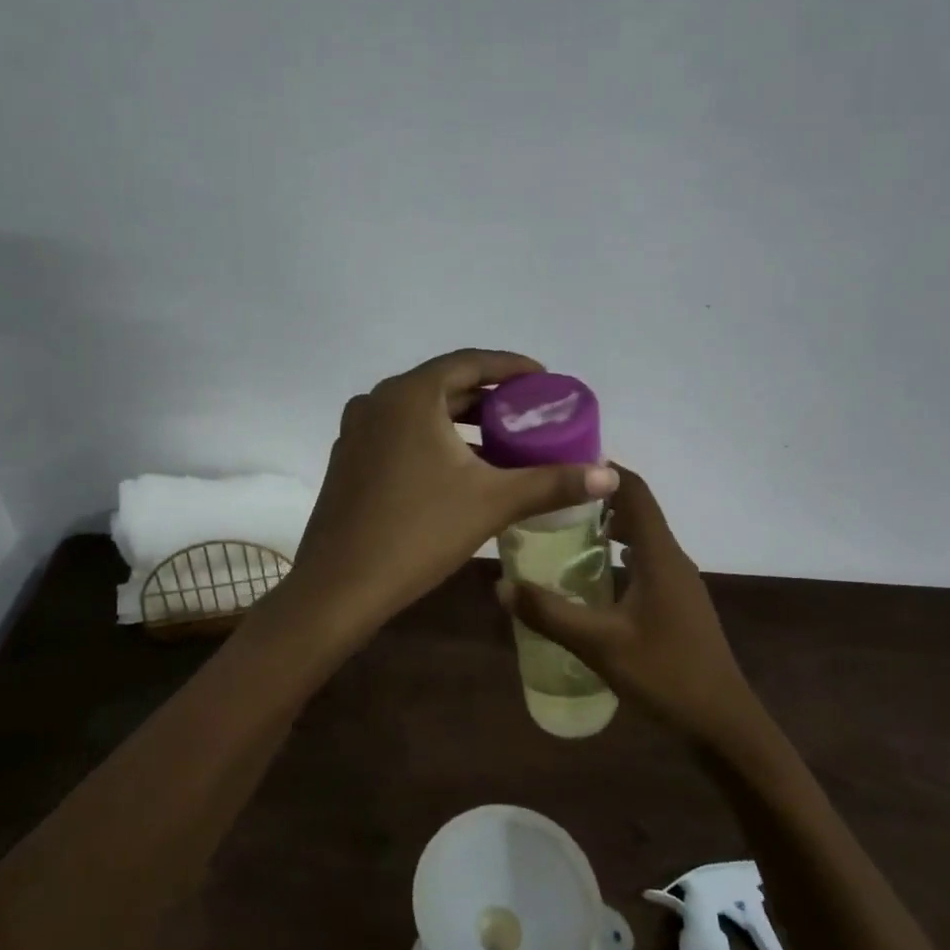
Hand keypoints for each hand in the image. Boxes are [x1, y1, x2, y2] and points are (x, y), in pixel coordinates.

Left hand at [285, 350, 618, 640]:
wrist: (339, 587)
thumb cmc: (417, 533)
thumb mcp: (492, 503)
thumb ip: (552, 483)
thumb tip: (610, 476)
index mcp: (410, 395)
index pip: (469, 362)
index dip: (511, 367)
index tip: (545, 379)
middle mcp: (377, 401)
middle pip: (444, 385)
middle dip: (489, 396)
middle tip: (529, 412)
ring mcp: (356, 431)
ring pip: (420, 412)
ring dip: (462, 421)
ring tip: (503, 440)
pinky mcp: (348, 460)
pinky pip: (400, 434)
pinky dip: (434, 440)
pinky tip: (460, 469)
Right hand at [496, 466, 768, 749]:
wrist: (722, 723)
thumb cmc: (665, 674)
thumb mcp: (599, 644)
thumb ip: (549, 613)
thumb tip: (501, 585)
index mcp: (659, 554)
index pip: (634, 489)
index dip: (602, 470)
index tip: (561, 465)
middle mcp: (672, 559)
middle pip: (636, 510)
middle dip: (595, 500)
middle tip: (549, 503)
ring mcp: (679, 583)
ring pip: (641, 539)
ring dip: (606, 530)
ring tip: (561, 536)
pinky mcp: (678, 605)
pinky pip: (645, 564)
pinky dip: (617, 558)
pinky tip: (590, 581)